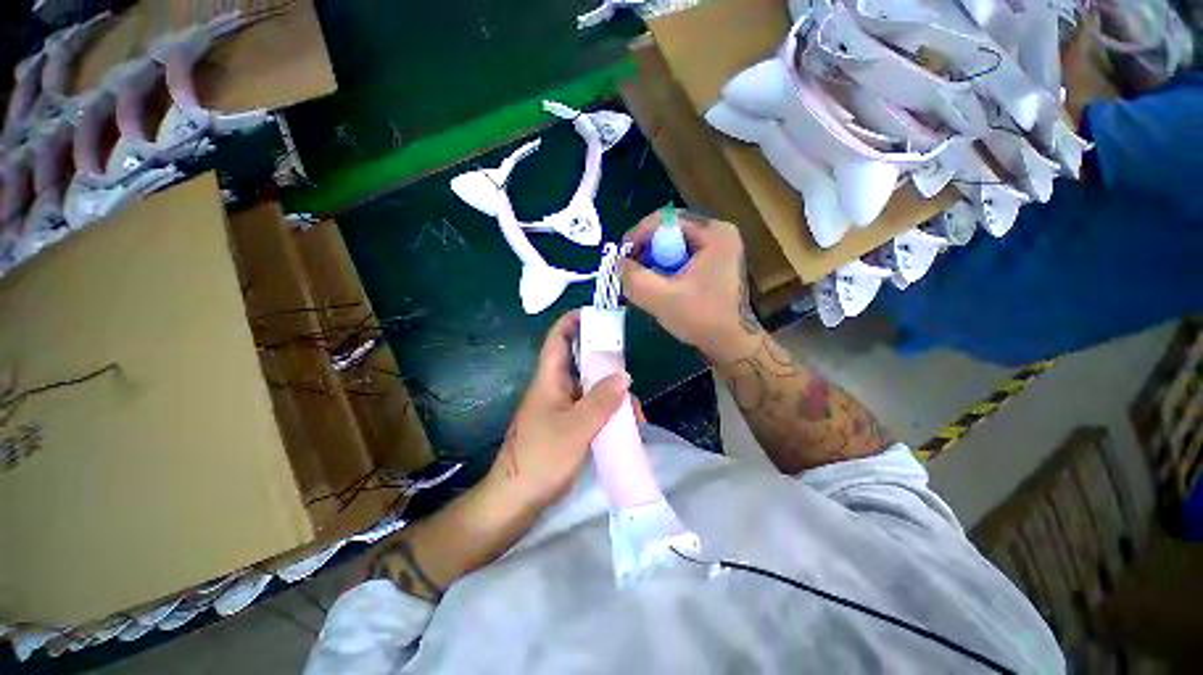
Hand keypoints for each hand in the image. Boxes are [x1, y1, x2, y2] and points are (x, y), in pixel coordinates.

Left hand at [486, 311, 629, 513]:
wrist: (516, 499)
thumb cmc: (542, 458)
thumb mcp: (577, 427)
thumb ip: (601, 400)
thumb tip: (624, 375)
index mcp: (549, 379)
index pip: (558, 339)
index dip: (573, 321)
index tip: (597, 315)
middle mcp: (554, 388)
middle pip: (580, 362)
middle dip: (605, 362)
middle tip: (629, 369)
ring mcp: (560, 407)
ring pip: (589, 388)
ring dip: (611, 393)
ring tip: (635, 410)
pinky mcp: (565, 425)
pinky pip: (589, 408)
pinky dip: (607, 411)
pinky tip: (624, 425)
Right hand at [621, 210, 760, 360]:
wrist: (732, 345)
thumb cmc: (703, 319)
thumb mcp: (662, 299)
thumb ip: (634, 278)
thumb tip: (619, 264)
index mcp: (714, 233)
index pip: (665, 219)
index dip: (638, 235)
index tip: (622, 257)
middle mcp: (719, 234)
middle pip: (669, 231)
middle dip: (646, 250)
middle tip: (631, 271)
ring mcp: (719, 249)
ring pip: (674, 245)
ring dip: (655, 261)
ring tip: (644, 281)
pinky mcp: (715, 264)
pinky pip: (682, 257)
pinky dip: (667, 269)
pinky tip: (661, 286)